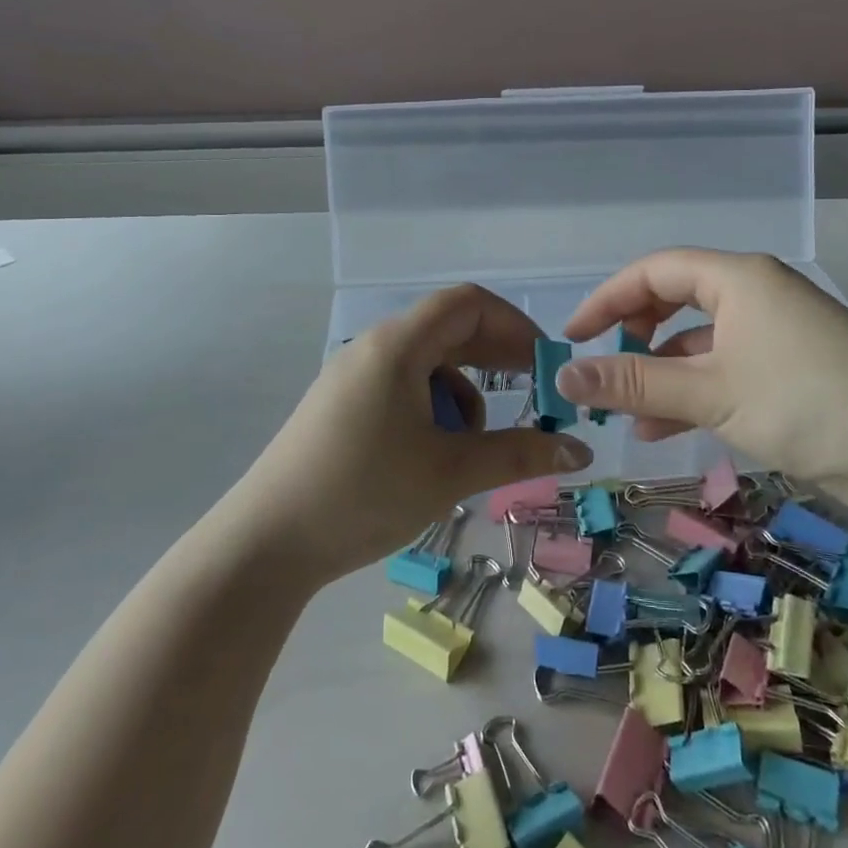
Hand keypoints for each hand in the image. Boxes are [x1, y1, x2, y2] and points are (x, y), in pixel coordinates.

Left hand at [230, 285, 592, 583]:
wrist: (266, 543)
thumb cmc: (363, 493)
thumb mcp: (449, 472)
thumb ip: (519, 454)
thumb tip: (581, 452)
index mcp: (397, 345)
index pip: (468, 303)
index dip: (515, 324)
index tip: (547, 363)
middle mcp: (374, 348)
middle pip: (449, 331)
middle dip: (496, 360)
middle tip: (535, 396)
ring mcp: (354, 376)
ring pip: (428, 366)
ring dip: (463, 396)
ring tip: (471, 447)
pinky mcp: (343, 405)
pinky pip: (403, 389)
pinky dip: (433, 412)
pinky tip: (434, 457)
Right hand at [557, 249, 847, 485]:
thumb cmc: (806, 404)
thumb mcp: (709, 392)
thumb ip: (633, 382)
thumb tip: (563, 376)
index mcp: (738, 278)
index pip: (655, 271)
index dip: (607, 300)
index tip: (573, 337)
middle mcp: (757, 294)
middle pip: (676, 300)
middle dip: (635, 335)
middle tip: (606, 368)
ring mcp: (778, 332)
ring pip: (700, 342)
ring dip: (662, 374)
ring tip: (630, 416)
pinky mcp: (793, 370)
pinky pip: (726, 369)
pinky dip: (695, 392)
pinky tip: (669, 428)